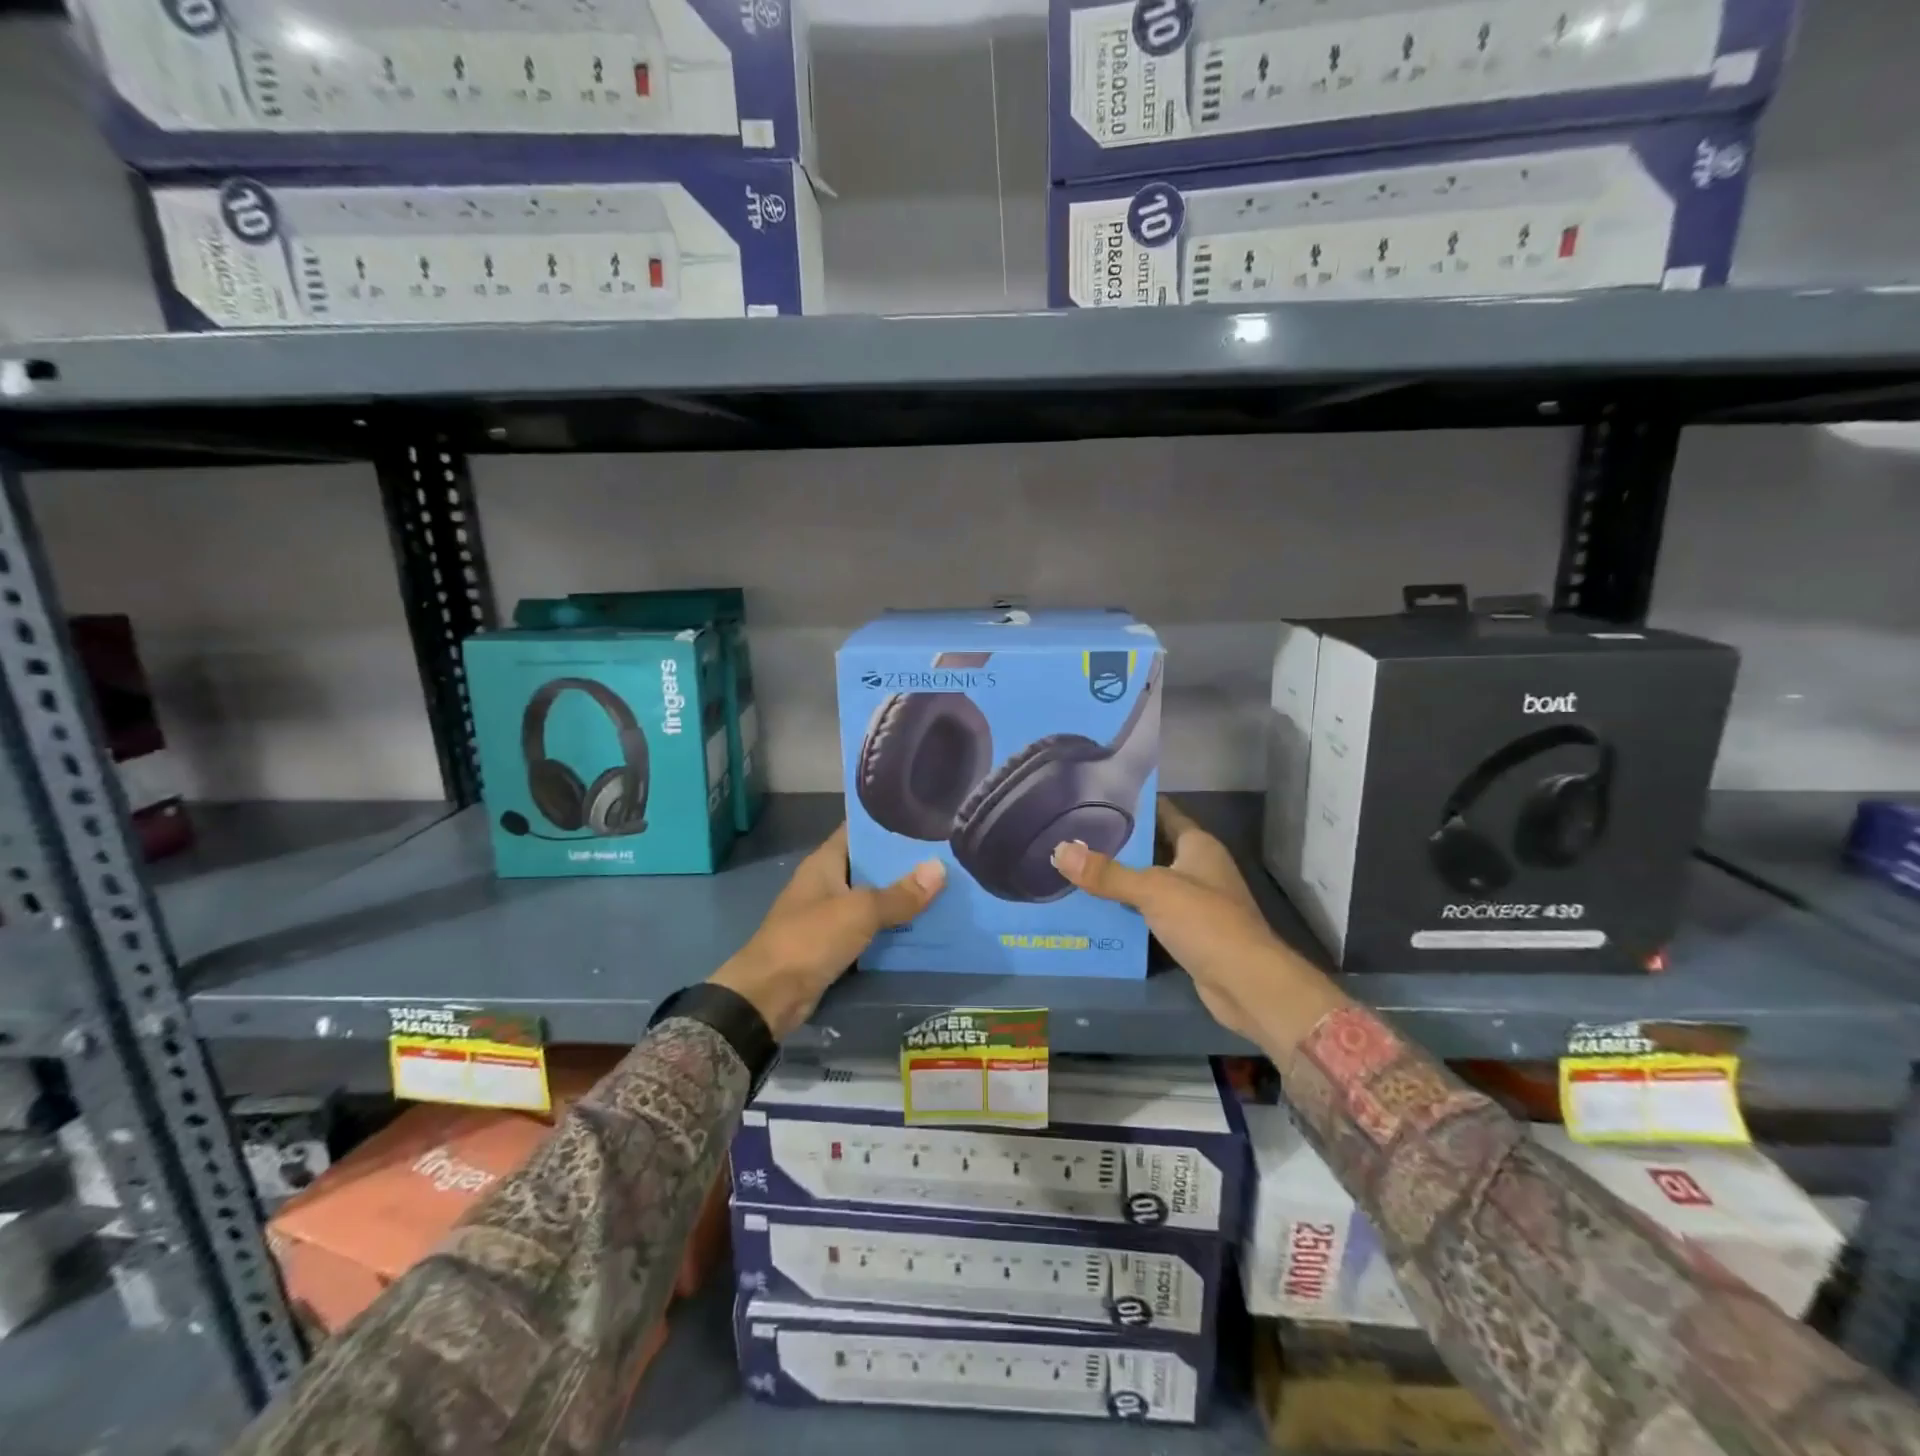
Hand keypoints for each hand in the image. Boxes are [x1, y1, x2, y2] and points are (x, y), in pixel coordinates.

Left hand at [710, 824, 944, 1038]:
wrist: (768, 997)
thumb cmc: (809, 939)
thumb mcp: (859, 912)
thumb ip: (899, 894)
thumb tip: (940, 868)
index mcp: (824, 862)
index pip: (859, 830)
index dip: (890, 823)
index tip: (926, 819)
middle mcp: (827, 883)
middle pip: (871, 865)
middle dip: (905, 863)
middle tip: (947, 854)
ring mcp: (829, 915)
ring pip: (873, 899)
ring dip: (902, 897)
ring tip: (946, 886)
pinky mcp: (834, 944)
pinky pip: (870, 929)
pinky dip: (892, 927)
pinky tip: (925, 924)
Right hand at [1050, 798, 1345, 1054]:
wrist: (1246, 984)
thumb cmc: (1206, 921)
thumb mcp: (1152, 890)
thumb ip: (1107, 873)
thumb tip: (1059, 850)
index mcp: (1198, 846)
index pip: (1164, 813)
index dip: (1134, 804)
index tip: (1096, 798)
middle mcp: (1199, 869)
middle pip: (1153, 848)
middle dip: (1118, 844)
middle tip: (1074, 835)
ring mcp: (1195, 902)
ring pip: (1149, 883)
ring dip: (1119, 880)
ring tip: (1075, 869)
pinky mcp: (1188, 933)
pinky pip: (1150, 914)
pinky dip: (1127, 912)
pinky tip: (1095, 910)